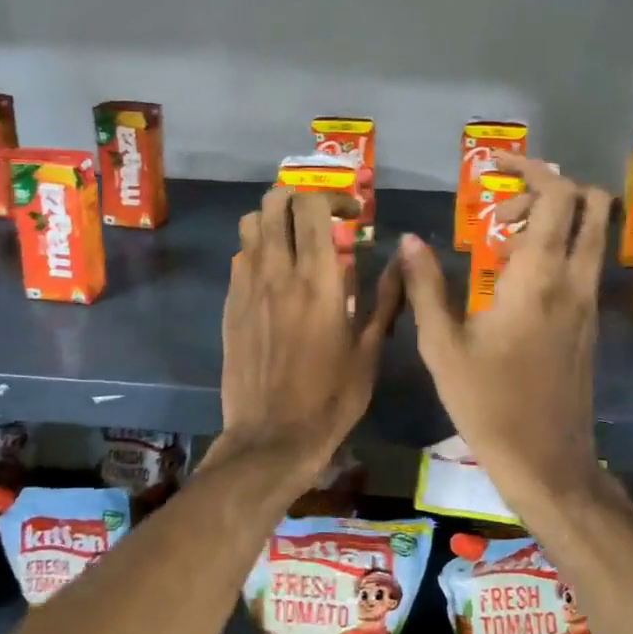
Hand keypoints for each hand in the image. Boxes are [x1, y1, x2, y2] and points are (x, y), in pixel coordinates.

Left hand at [214, 187, 402, 484]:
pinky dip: (258, 249)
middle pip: (274, 202)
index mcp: (318, 280)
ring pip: (250, 224)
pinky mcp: (230, 305)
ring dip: (274, 219)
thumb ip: (386, 298)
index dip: (333, 196)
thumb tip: (403, 258)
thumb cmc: (331, 399)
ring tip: (295, 240)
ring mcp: (247, 287)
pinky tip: (276, 275)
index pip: (312, 205)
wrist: (272, 437)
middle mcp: (277, 272)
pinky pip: (240, 257)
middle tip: (322, 218)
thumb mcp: (369, 351)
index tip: (353, 216)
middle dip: (300, 197)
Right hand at [399, 155, 612, 511]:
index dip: (531, 168)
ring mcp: (587, 302)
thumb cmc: (487, 403)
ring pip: (594, 233)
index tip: (495, 167)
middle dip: (549, 188)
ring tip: (503, 240)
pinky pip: (585, 263)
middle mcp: (572, 280)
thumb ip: (425, 286)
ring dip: (556, 218)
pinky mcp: (589, 323)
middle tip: (501, 210)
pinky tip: (514, 279)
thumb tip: (408, 240)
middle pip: (591, 204)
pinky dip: (559, 248)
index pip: (557, 196)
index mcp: (536, 278)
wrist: (546, 461)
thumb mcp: (441, 346)